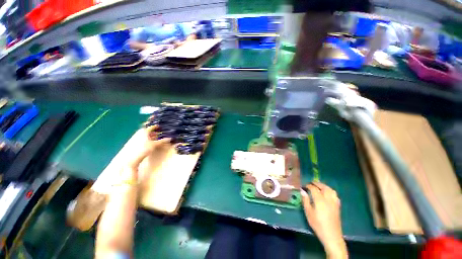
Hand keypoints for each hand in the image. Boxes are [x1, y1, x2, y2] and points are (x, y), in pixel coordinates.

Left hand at [126, 129, 170, 170]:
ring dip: (150, 136)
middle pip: (147, 131)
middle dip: (153, 132)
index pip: (151, 127)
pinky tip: (149, 143)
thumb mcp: (155, 144)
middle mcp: (139, 133)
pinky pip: (142, 139)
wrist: (132, 158)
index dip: (155, 127)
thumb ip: (162, 141)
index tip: (159, 127)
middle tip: (159, 133)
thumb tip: (170, 138)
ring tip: (155, 139)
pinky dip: (147, 140)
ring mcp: (136, 138)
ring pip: (145, 136)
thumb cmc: (144, 149)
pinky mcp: (134, 143)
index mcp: (144, 131)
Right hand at [301, 182, 346, 258]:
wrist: (331, 235)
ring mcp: (334, 202)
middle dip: (317, 183)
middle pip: (323, 187)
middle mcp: (328, 199)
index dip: (308, 186)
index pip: (313, 188)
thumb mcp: (308, 212)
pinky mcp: (337, 206)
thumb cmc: (317, 224)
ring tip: (319, 186)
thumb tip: (302, 191)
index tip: (304, 186)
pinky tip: (327, 193)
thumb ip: (305, 200)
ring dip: (324, 186)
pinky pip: (334, 195)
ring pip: (330, 190)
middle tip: (311, 183)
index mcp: (320, 200)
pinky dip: (330, 191)